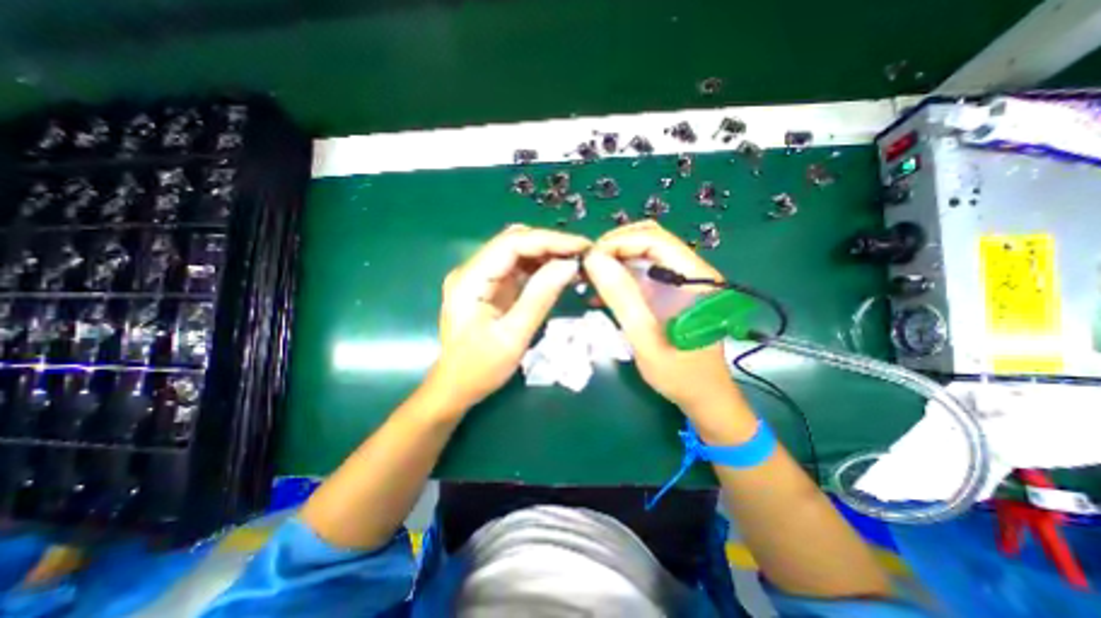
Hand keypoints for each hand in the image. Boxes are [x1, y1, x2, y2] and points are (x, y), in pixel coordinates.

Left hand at [429, 225, 593, 408]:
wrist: (455, 387)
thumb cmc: (479, 368)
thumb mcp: (513, 336)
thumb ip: (540, 298)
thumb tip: (569, 265)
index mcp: (470, 280)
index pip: (512, 243)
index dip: (549, 240)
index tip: (582, 246)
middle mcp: (471, 270)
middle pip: (514, 242)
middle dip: (550, 244)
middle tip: (582, 255)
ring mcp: (479, 277)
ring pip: (517, 252)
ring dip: (546, 254)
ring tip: (575, 262)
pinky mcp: (488, 286)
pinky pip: (516, 268)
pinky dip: (539, 267)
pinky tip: (558, 273)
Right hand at [584, 220, 748, 437]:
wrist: (703, 397)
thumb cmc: (680, 374)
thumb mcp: (646, 338)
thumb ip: (622, 298)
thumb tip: (594, 260)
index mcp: (695, 277)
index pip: (654, 239)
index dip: (618, 242)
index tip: (589, 260)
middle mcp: (690, 271)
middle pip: (648, 240)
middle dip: (614, 248)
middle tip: (587, 268)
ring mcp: (680, 282)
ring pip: (643, 255)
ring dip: (614, 262)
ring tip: (589, 278)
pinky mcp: (670, 293)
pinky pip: (641, 274)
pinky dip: (619, 278)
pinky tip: (600, 294)